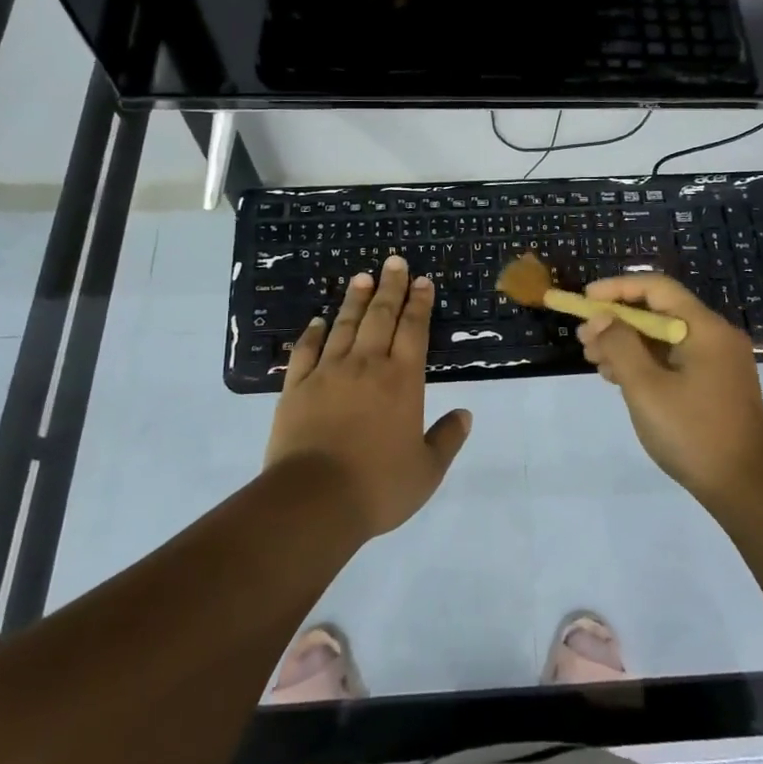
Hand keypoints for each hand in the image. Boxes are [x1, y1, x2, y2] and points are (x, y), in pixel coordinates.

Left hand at [266, 255, 471, 536]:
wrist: (313, 501)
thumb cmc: (378, 486)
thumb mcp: (426, 471)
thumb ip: (447, 439)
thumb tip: (465, 414)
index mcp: (402, 380)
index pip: (414, 330)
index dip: (419, 303)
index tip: (422, 281)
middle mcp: (367, 365)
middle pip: (380, 316)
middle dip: (390, 287)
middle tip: (394, 261)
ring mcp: (328, 373)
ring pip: (345, 326)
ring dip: (355, 299)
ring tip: (361, 276)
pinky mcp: (297, 388)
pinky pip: (306, 351)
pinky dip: (313, 333)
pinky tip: (318, 321)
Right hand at [578, 272, 762, 504]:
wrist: (748, 488)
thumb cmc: (694, 433)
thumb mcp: (647, 388)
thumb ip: (620, 346)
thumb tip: (601, 318)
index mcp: (705, 328)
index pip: (657, 288)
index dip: (618, 288)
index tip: (586, 300)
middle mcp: (715, 337)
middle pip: (659, 313)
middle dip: (618, 321)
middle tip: (584, 339)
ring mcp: (718, 362)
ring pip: (664, 339)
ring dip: (628, 344)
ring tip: (594, 360)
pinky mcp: (715, 385)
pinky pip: (674, 360)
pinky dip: (645, 363)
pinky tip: (619, 378)